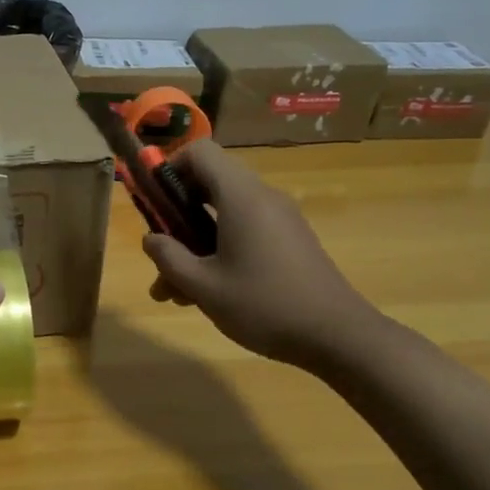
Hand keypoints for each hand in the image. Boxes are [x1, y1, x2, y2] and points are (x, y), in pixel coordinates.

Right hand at [141, 140, 383, 368]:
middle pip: (209, 183)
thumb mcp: (204, 286)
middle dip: (176, 215)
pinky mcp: (289, 241)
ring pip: (223, 215)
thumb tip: (150, 238)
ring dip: (194, 242)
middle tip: (158, 251)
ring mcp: (279, 219)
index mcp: (241, 197)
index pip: (200, 152)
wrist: (339, 337)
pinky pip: (244, 231)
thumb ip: (169, 258)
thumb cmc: (265, 305)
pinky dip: (219, 250)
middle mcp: (262, 198)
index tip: (154, 202)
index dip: (170, 167)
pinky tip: (206, 293)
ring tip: (173, 291)